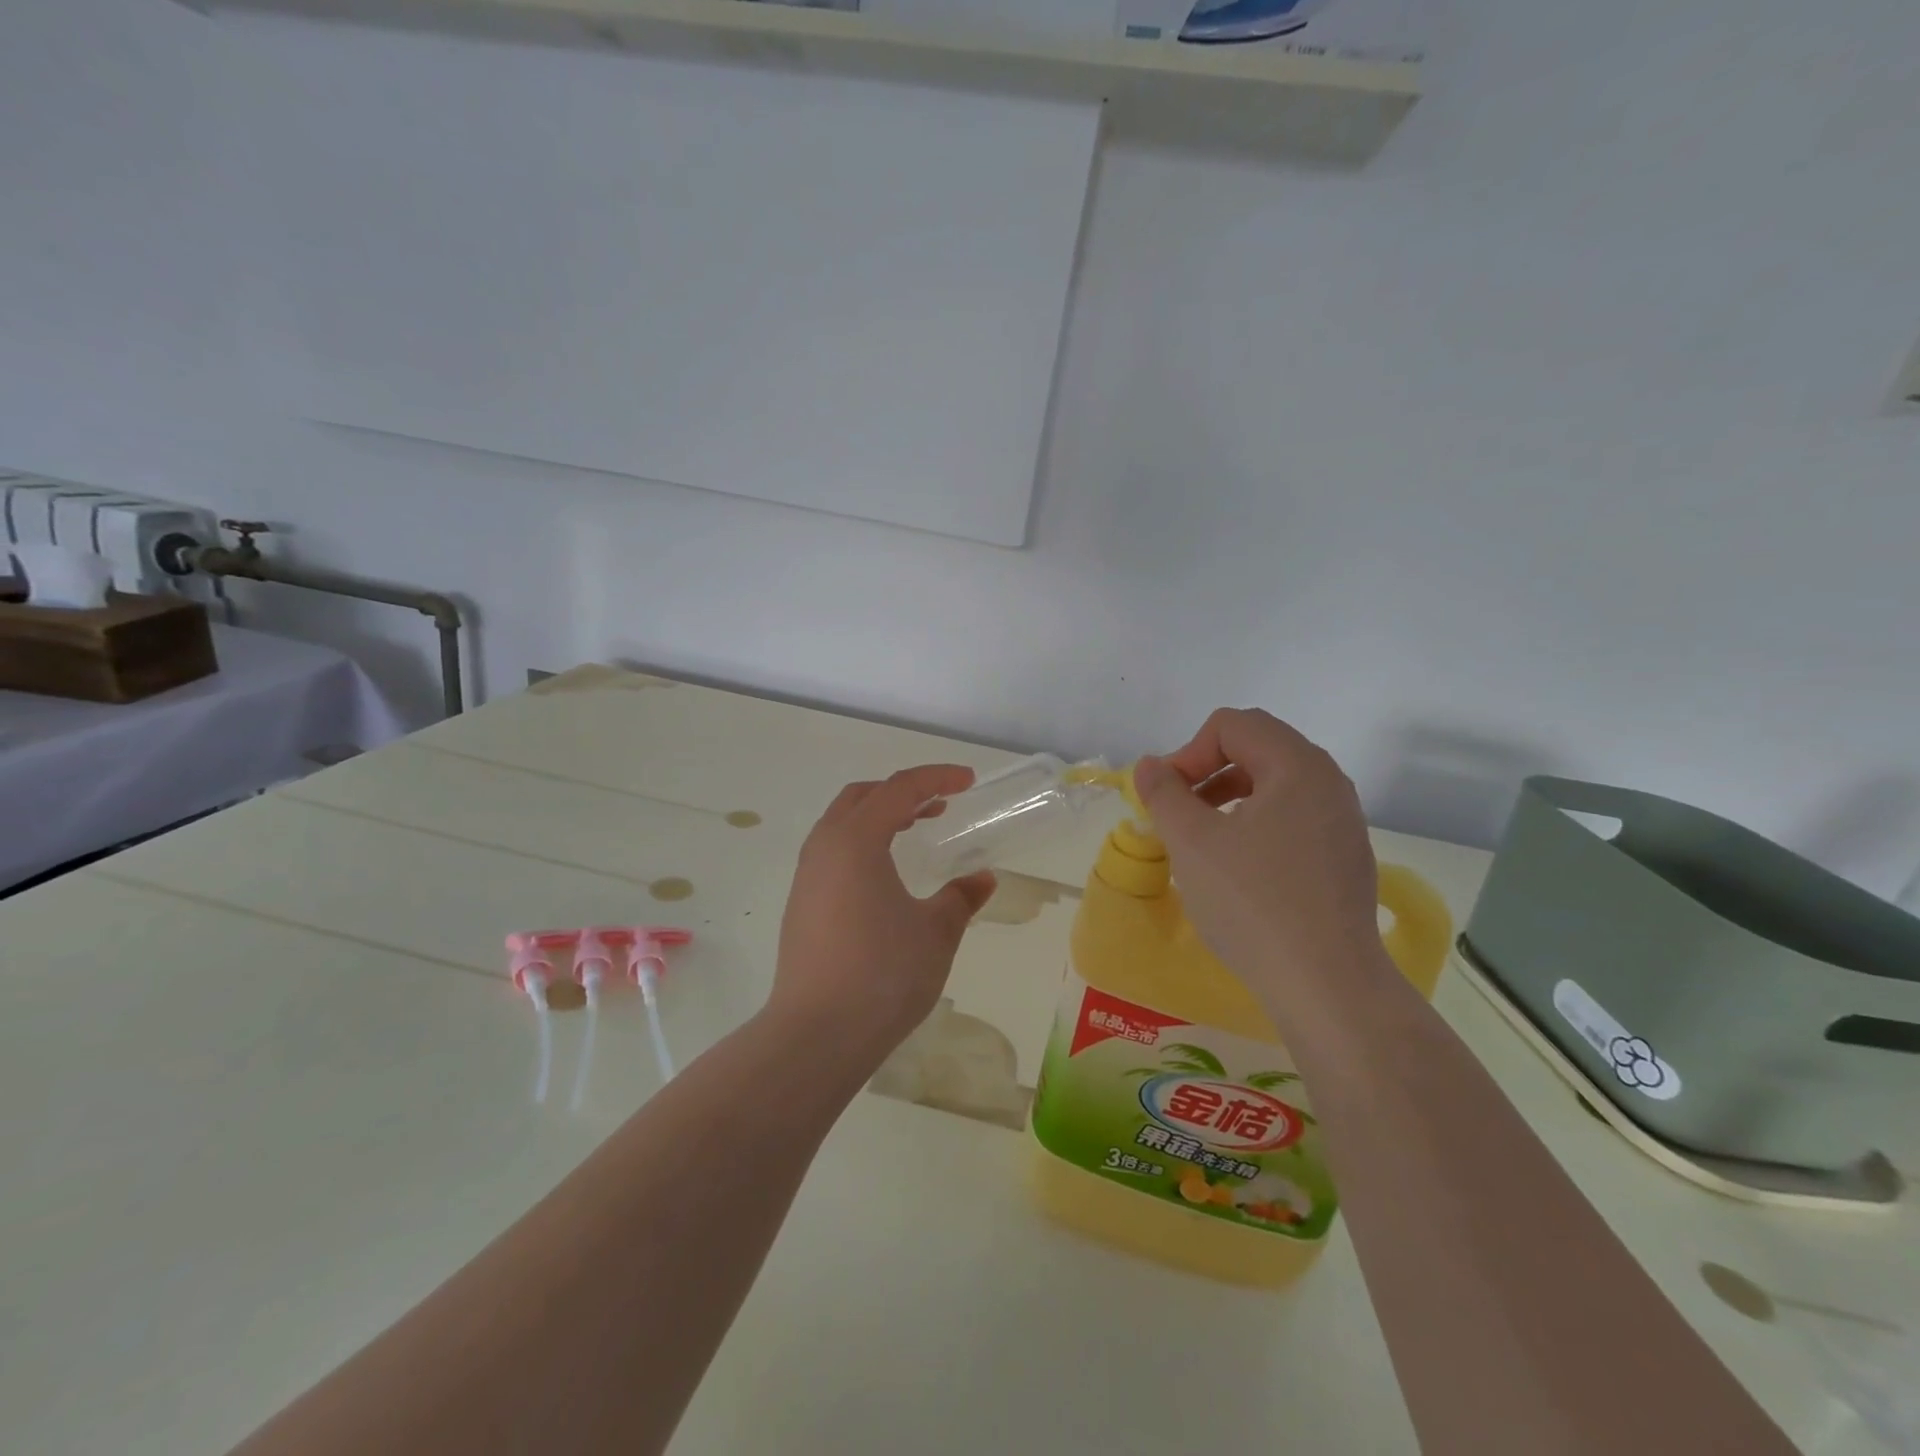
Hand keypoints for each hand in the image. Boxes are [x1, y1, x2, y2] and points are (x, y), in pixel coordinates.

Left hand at [770, 765, 996, 1065]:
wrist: (816, 1034)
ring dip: (879, 816)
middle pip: (863, 797)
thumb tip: (982, 879)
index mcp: (856, 839)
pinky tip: (884, 875)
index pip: (899, 789)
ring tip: (914, 831)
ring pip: (842, 823)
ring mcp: (806, 876)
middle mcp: (824, 847)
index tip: (968, 781)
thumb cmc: (882, 974)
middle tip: (940, 804)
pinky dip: (862, 843)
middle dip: (903, 792)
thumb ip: (961, 898)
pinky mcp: (800, 904)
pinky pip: (833, 851)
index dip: (937, 778)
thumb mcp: (936, 932)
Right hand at [1134, 709, 1388, 1005]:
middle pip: (1257, 748)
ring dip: (1229, 796)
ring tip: (1201, 837)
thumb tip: (1150, 766)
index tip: (1167, 796)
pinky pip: (1293, 816)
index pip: (1233, 725)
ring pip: (1275, 784)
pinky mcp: (1344, 856)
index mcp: (1297, 766)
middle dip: (1207, 771)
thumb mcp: (1191, 843)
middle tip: (1178, 812)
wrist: (1326, 985)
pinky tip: (1237, 866)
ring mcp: (1342, 821)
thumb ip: (1163, 793)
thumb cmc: (1252, 903)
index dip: (1189, 751)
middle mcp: (1328, 782)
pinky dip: (1256, 822)